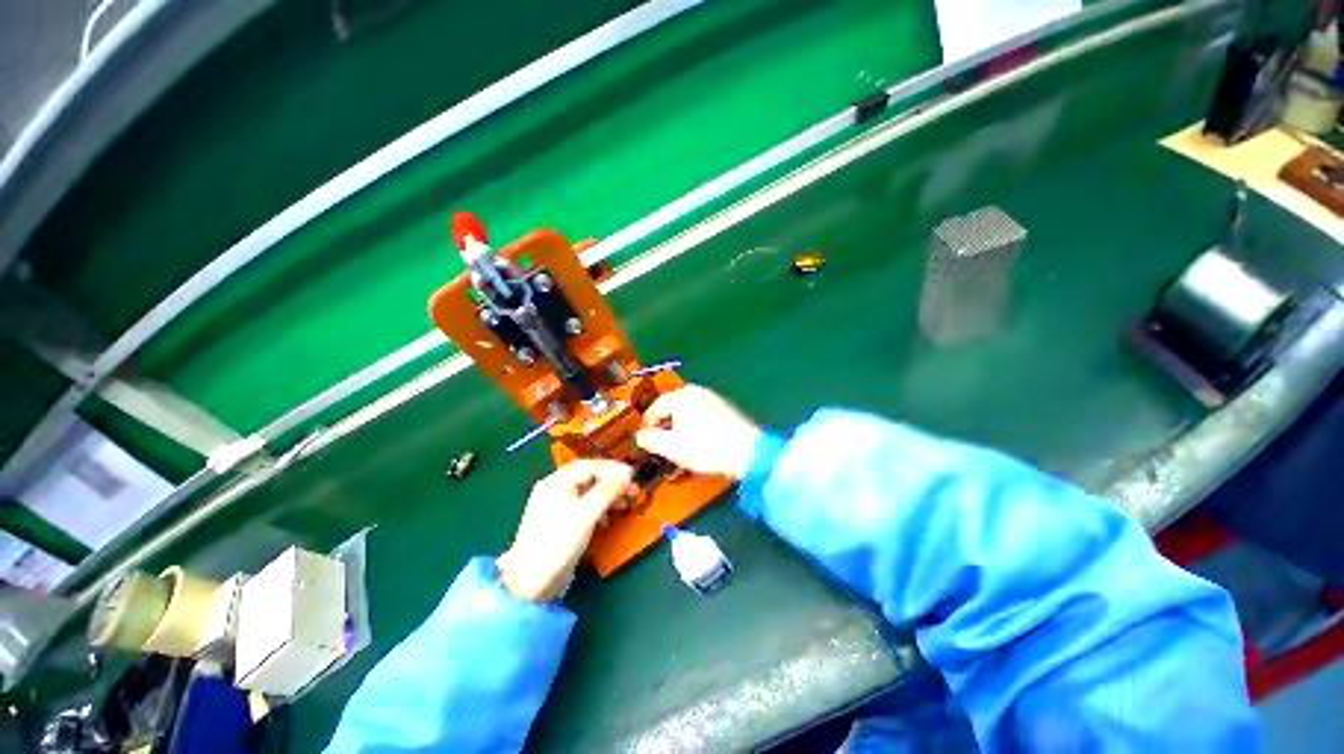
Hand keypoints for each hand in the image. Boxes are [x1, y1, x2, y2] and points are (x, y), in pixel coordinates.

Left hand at [498, 459, 633, 601]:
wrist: (531, 584)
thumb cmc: (558, 543)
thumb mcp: (586, 514)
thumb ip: (608, 490)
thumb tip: (627, 473)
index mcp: (556, 482)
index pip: (589, 465)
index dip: (613, 468)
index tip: (633, 475)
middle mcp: (554, 489)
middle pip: (589, 477)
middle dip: (612, 482)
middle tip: (633, 490)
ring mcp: (556, 507)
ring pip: (588, 493)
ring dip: (608, 496)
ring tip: (624, 505)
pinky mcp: (560, 523)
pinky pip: (583, 507)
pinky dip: (599, 510)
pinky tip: (607, 521)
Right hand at [636, 385, 760, 479]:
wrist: (748, 452)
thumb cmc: (706, 447)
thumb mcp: (671, 447)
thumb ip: (650, 439)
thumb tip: (639, 436)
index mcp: (681, 396)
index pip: (654, 408)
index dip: (647, 426)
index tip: (646, 442)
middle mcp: (696, 391)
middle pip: (670, 408)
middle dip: (664, 427)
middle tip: (663, 446)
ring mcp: (712, 398)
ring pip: (686, 412)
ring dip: (679, 428)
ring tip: (680, 447)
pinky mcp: (724, 408)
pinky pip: (700, 414)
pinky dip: (694, 426)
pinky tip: (699, 442)